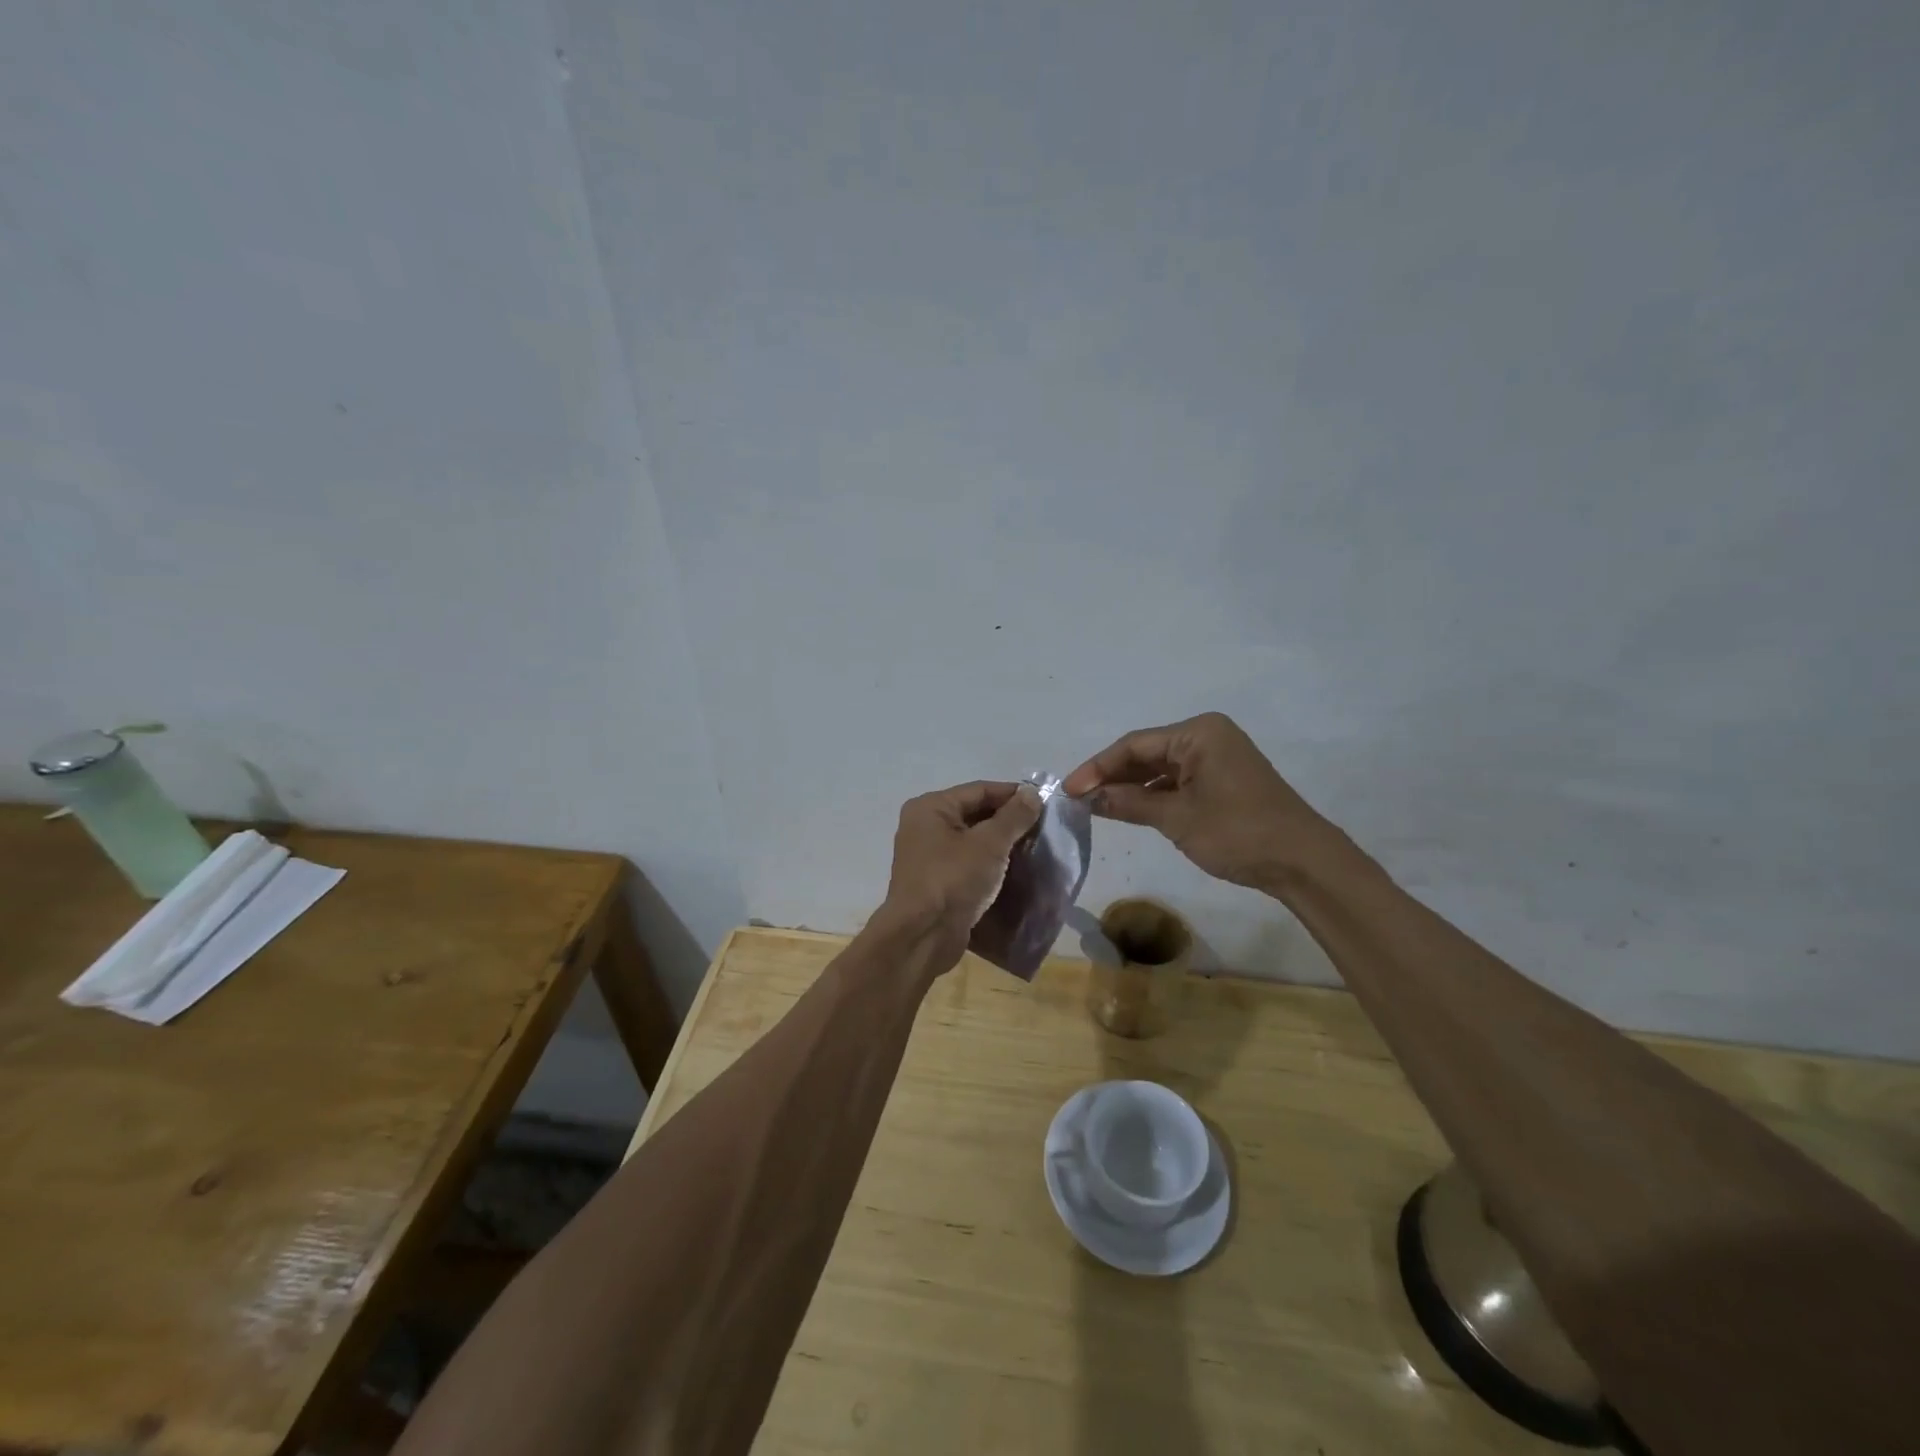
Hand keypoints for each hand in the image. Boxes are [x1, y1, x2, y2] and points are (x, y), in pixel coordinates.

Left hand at [879, 780, 1042, 966]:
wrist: (923, 937)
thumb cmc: (953, 880)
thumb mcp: (989, 844)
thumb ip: (1013, 817)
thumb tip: (1032, 793)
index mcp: (931, 807)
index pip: (979, 790)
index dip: (1013, 794)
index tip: (1045, 802)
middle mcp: (925, 826)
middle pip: (975, 813)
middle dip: (1009, 820)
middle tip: (1043, 828)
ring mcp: (929, 856)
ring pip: (973, 840)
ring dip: (1002, 844)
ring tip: (1035, 848)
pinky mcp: (937, 881)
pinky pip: (968, 863)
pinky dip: (990, 864)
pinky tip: (1016, 870)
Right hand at [1062, 712, 1328, 889]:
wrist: (1302, 862)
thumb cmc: (1237, 832)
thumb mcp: (1176, 818)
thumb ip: (1129, 803)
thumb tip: (1090, 797)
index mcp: (1198, 733)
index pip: (1134, 745)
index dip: (1097, 767)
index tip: (1068, 790)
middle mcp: (1207, 737)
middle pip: (1147, 753)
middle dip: (1113, 776)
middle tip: (1078, 799)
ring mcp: (1217, 758)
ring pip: (1161, 769)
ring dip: (1131, 788)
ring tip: (1097, 807)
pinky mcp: (1224, 780)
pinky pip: (1178, 781)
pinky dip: (1154, 796)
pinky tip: (1130, 811)